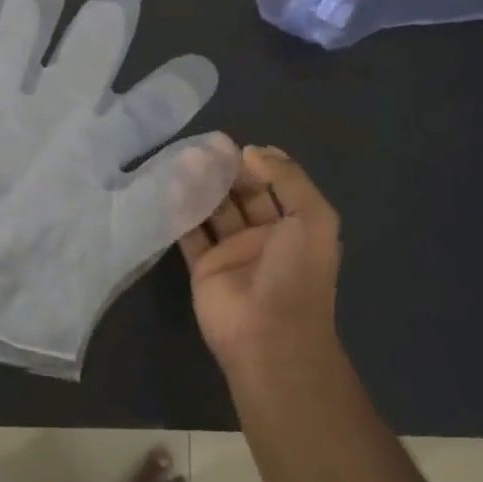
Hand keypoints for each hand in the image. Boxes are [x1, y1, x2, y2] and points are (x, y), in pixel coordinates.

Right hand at [178, 146, 342, 379]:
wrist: (270, 336)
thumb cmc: (296, 274)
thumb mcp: (313, 218)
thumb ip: (288, 179)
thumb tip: (255, 151)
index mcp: (295, 227)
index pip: (275, 186)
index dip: (258, 164)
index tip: (236, 145)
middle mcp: (264, 238)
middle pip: (241, 195)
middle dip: (225, 171)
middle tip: (203, 147)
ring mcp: (231, 253)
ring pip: (214, 211)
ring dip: (201, 186)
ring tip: (183, 160)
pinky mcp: (203, 269)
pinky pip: (190, 234)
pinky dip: (180, 212)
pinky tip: (169, 187)